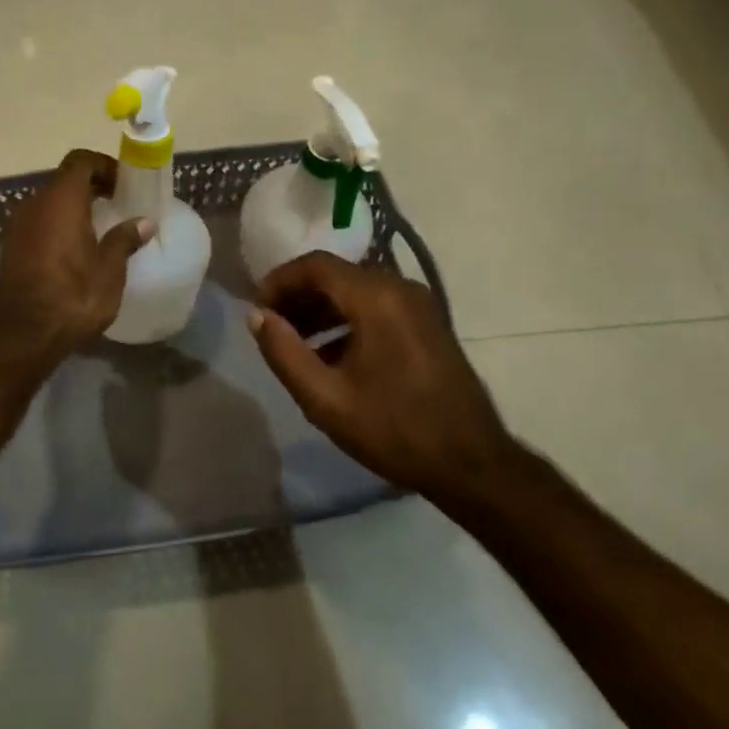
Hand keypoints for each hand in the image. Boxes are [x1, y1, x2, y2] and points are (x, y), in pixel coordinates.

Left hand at [0, 149, 153, 362]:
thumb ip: (124, 240)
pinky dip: (57, 226)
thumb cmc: (73, 296)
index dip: (103, 166)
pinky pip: (38, 223)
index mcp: (61, 200)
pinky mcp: (10, 247)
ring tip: (98, 229)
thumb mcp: (109, 270)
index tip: (123, 185)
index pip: (80, 161)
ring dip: (72, 208)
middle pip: (63, 180)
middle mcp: (35, 204)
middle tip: (116, 205)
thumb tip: (144, 222)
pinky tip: (74, 251)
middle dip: (90, 187)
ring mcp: (17, 226)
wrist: (23, 334)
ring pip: (49, 202)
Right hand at [248, 253, 511, 499]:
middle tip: (270, 326)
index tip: (256, 308)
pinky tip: (328, 354)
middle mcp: (400, 288)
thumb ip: (284, 352)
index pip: (316, 265)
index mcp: (377, 298)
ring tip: (293, 342)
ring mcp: (419, 305)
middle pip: (336, 275)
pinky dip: (346, 320)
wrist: (472, 463)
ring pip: (355, 291)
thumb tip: (256, 316)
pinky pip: (376, 306)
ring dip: (320, 309)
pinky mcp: (427, 323)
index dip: (279, 280)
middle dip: (298, 296)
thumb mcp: (326, 398)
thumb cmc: (395, 430)